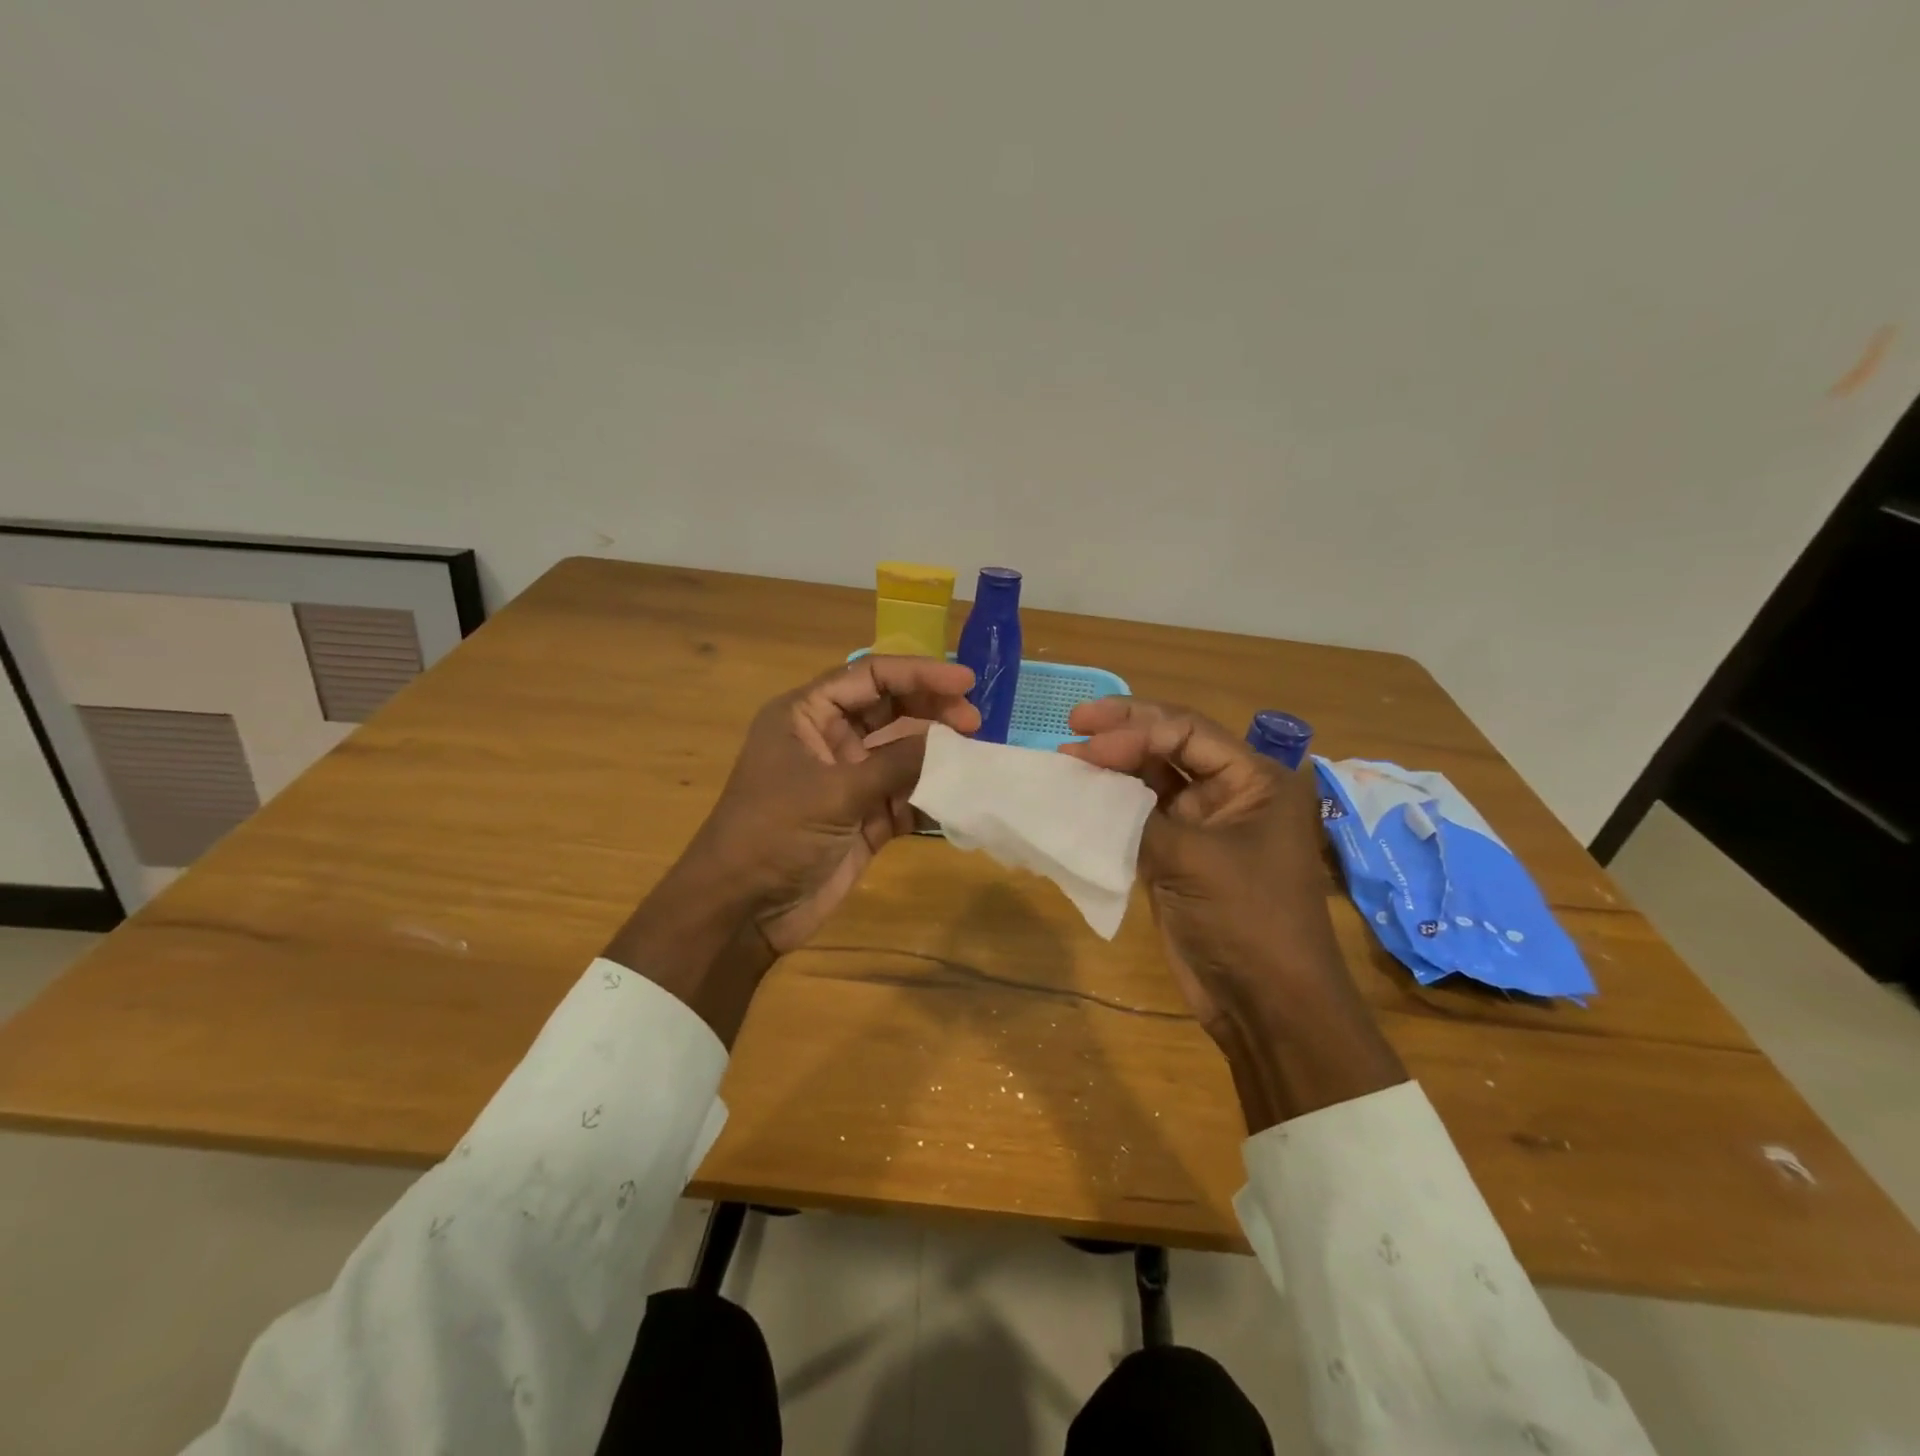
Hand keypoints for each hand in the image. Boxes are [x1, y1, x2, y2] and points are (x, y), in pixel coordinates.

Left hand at [685, 655, 978, 951]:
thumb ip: (896, 763)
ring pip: (901, 754)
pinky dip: (930, 796)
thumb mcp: (834, 791)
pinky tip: (958, 797)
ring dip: (935, 755)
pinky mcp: (863, 818)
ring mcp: (846, 780)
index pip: (869, 678)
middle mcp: (828, 740)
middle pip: (889, 710)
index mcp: (806, 715)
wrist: (744, 910)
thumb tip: (951, 741)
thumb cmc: (776, 833)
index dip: (918, 673)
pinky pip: (904, 796)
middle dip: (931, 711)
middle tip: (975, 722)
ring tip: (974, 757)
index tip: (966, 682)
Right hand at [1061, 698, 1404, 1126]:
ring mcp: (1202, 826)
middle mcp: (1230, 793)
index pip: (1187, 732)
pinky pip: (1139, 818)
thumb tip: (1082, 785)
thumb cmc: (1247, 920)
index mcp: (1255, 780)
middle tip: (1073, 722)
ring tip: (1067, 759)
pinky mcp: (1178, 856)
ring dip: (1112, 769)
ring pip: (1150, 781)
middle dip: (1122, 734)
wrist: (1265, 1004)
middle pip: (1169, 747)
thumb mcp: (1194, 859)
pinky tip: (1078, 798)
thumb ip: (1137, 816)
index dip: (1134, 729)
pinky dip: (1109, 807)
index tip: (1086, 739)